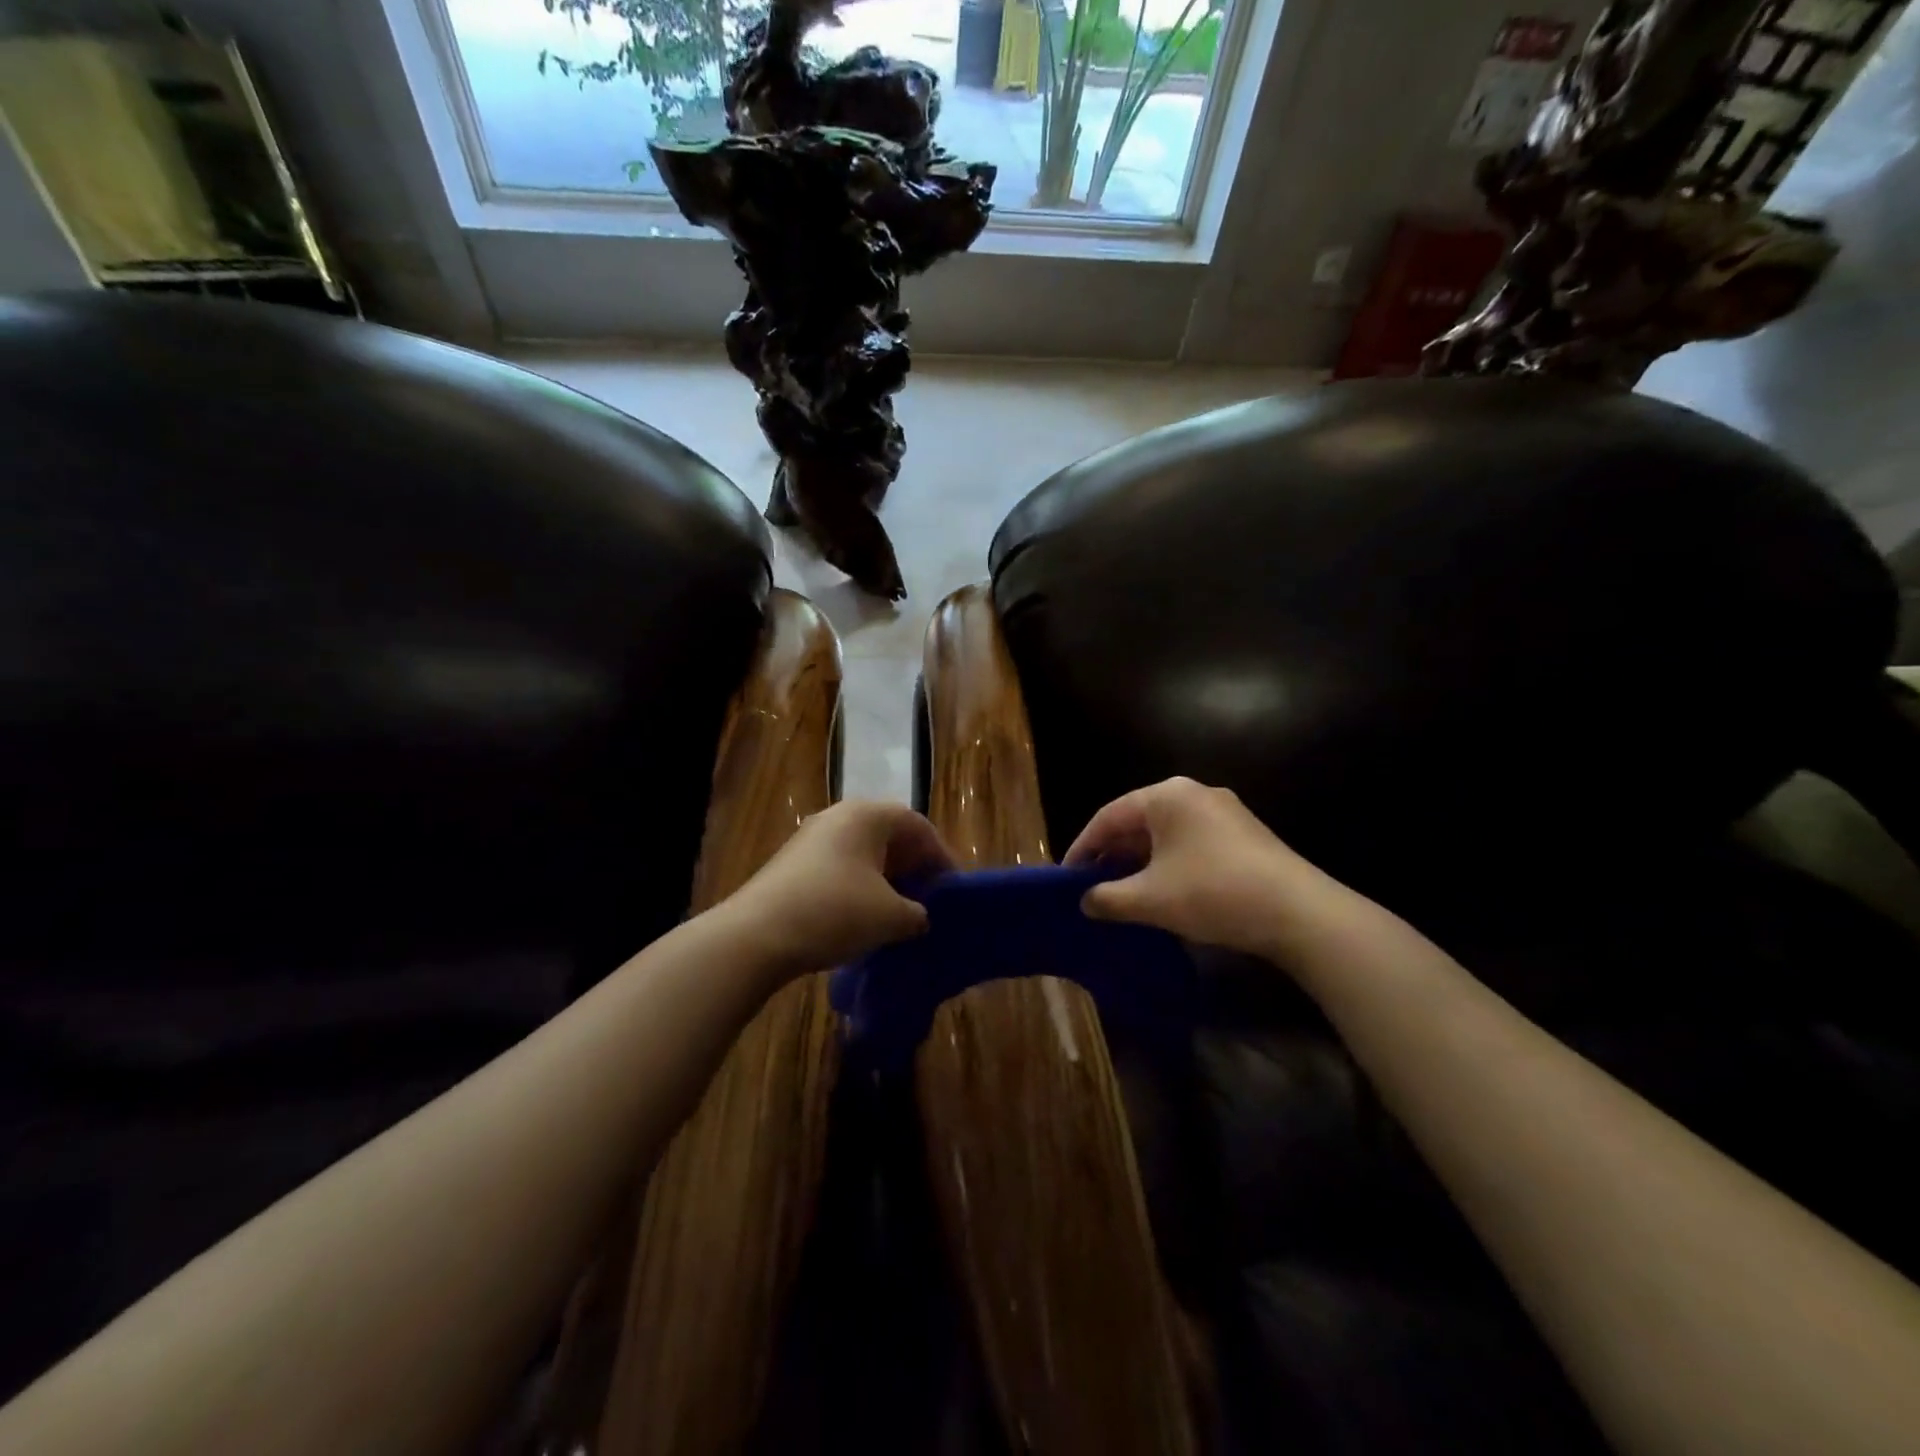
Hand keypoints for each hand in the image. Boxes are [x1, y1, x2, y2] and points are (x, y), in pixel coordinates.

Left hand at [719, 799, 954, 980]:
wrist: (757, 935)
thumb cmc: (835, 912)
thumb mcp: (891, 917)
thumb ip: (917, 914)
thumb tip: (919, 917)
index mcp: (867, 815)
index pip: (917, 825)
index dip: (940, 856)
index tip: (952, 888)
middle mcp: (839, 817)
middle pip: (889, 835)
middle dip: (913, 867)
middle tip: (929, 899)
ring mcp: (811, 839)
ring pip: (862, 853)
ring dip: (886, 879)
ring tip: (900, 913)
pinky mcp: (792, 864)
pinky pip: (840, 868)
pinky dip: (859, 888)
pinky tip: (864, 919)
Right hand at [1064, 776, 1344, 960]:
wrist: (1299, 913)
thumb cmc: (1212, 893)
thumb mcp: (1150, 900)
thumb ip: (1108, 898)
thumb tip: (1086, 902)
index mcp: (1166, 796)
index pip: (1108, 817)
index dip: (1083, 847)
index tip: (1067, 876)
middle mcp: (1193, 792)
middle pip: (1137, 820)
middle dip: (1112, 854)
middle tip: (1092, 884)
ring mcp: (1223, 811)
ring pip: (1165, 832)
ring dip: (1140, 860)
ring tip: (1123, 890)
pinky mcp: (1244, 833)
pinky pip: (1191, 841)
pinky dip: (1169, 862)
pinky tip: (1164, 890)